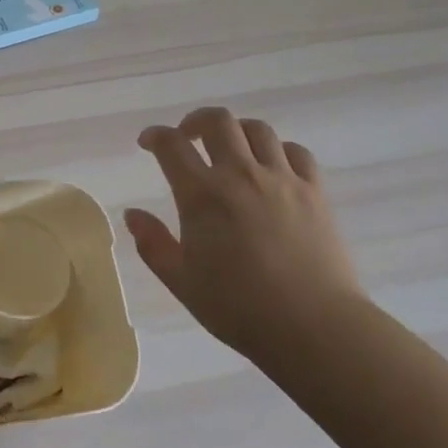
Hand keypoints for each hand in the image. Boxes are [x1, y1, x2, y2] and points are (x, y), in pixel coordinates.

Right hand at [124, 107, 365, 360]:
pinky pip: (296, 152)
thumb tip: (133, 214)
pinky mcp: (314, 191)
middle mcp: (241, 175)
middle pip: (218, 122)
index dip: (155, 136)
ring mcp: (282, 179)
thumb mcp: (182, 282)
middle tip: (188, 137)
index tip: (147, 142)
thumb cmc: (238, 308)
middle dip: (195, 121)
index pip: (172, 146)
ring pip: (258, 130)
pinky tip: (272, 168)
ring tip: (230, 149)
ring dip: (236, 131)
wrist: (313, 326)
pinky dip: (278, 151)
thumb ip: (153, 244)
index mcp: (202, 195)